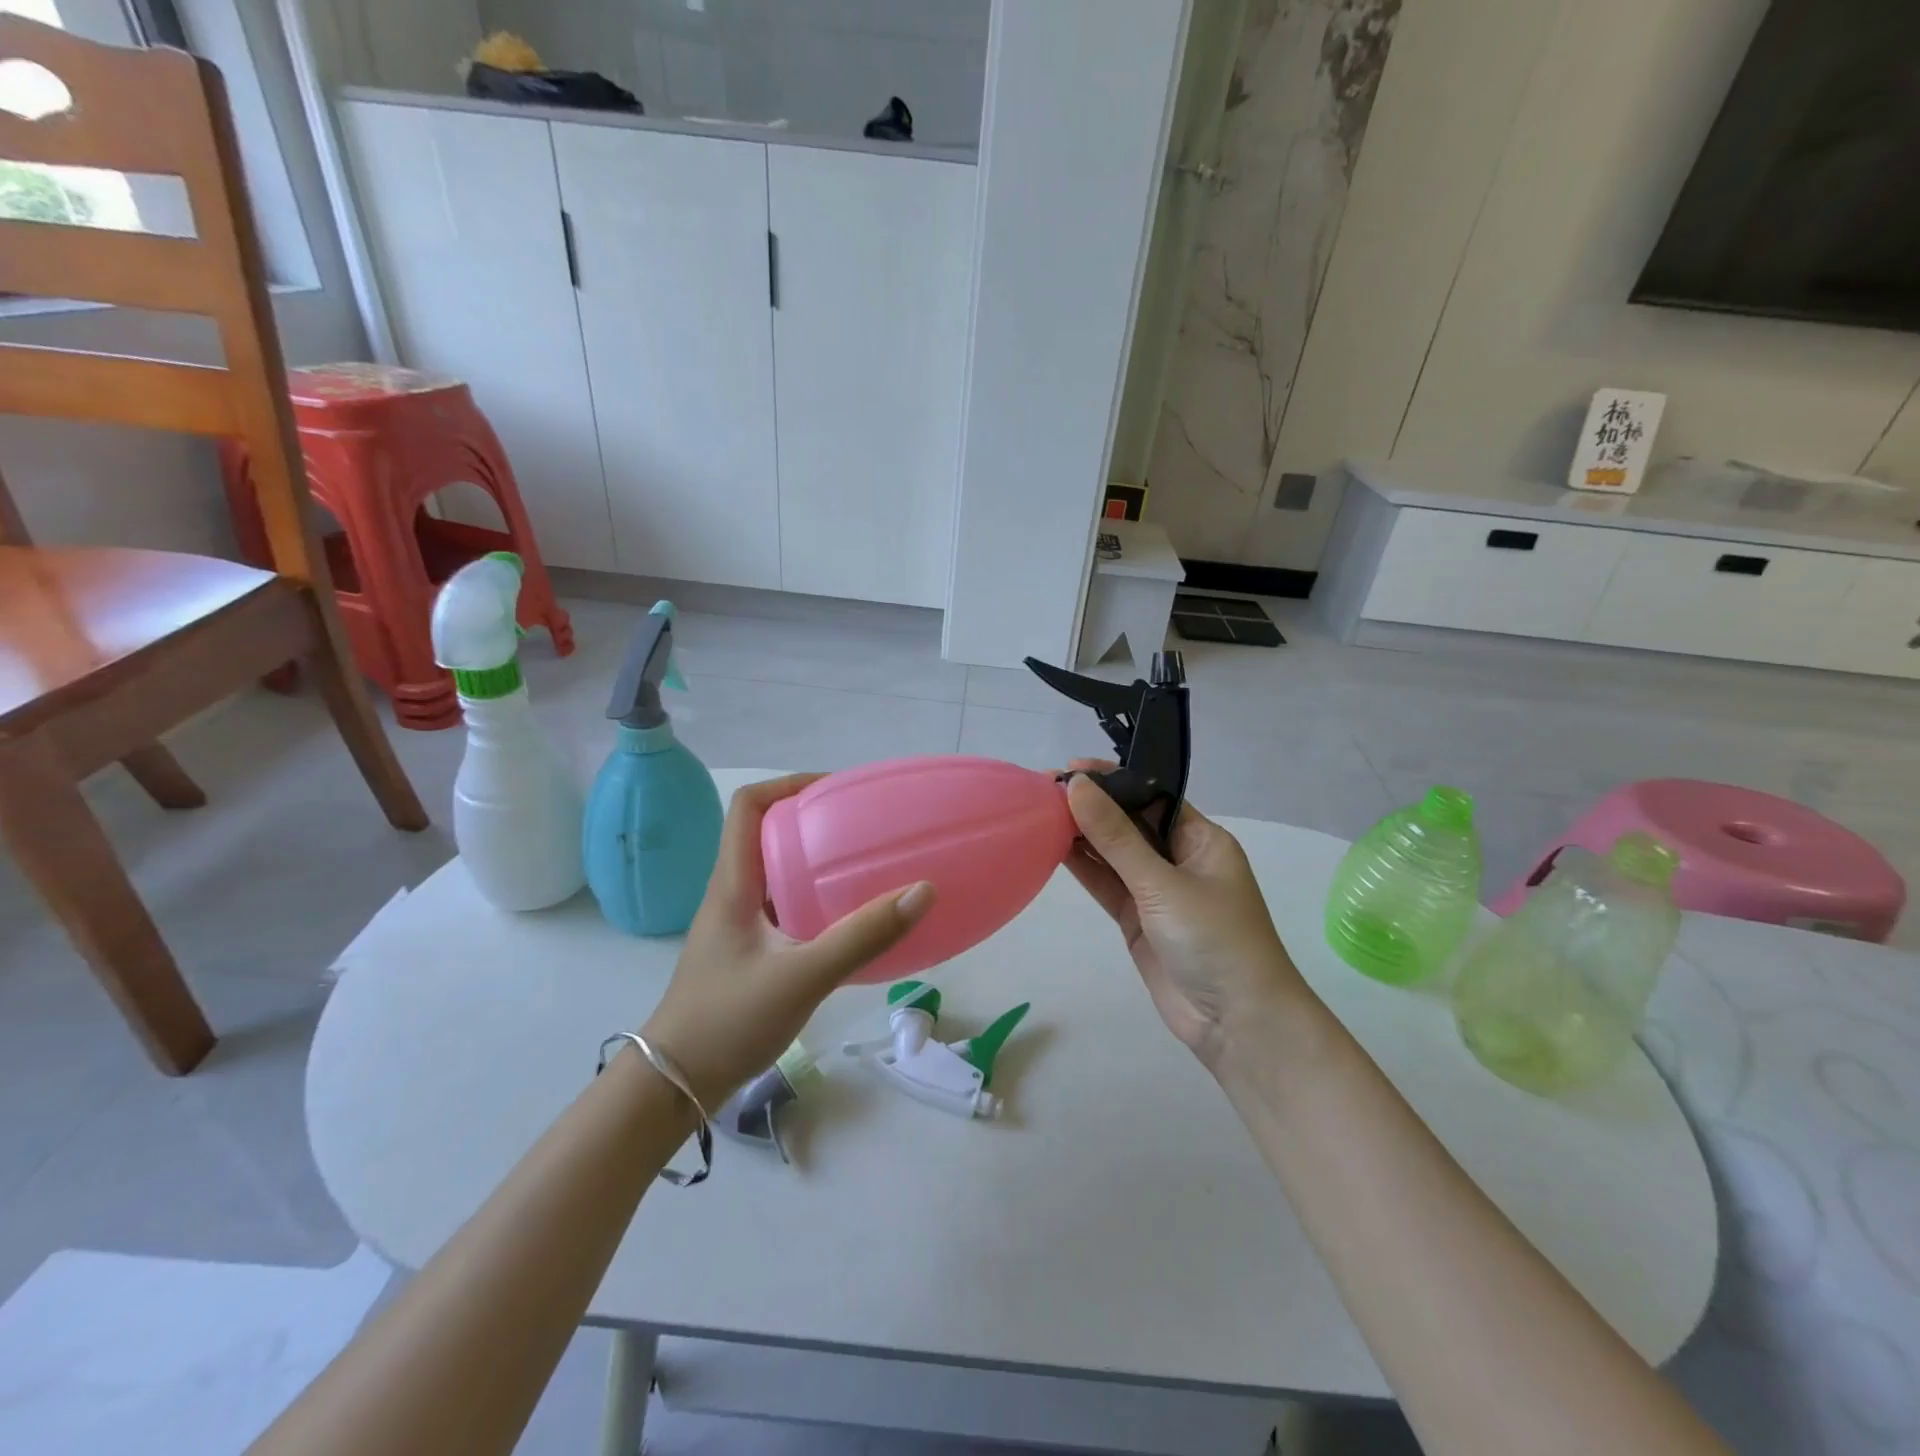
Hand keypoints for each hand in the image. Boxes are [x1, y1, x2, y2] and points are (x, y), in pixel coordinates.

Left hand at [639, 774, 933, 1106]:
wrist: (674, 1085)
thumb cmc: (728, 1020)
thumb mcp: (802, 976)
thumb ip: (862, 937)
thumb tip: (922, 891)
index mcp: (733, 884)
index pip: (748, 807)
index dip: (788, 785)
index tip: (835, 790)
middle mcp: (732, 895)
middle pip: (767, 834)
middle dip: (813, 821)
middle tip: (862, 827)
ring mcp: (738, 926)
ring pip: (777, 874)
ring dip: (815, 863)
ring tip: (862, 867)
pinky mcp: (748, 953)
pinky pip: (784, 909)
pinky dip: (815, 902)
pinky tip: (848, 922)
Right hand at [1063, 762, 1307, 1068]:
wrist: (1238, 1024)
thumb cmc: (1214, 939)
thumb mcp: (1163, 884)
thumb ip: (1116, 837)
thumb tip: (1076, 787)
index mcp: (1201, 839)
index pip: (1151, 796)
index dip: (1112, 780)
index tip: (1070, 768)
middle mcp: (1179, 859)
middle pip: (1128, 823)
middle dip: (1091, 806)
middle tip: (1042, 790)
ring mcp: (1157, 892)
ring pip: (1113, 854)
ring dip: (1081, 835)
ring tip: (1038, 813)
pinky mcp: (1138, 920)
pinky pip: (1107, 884)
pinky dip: (1083, 868)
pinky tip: (1052, 848)